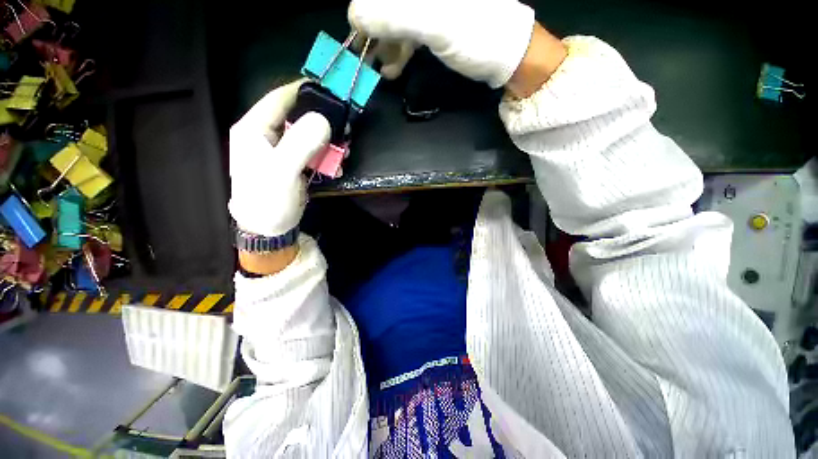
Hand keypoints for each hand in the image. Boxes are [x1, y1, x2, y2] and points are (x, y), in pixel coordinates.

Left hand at [228, 80, 330, 238]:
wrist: (269, 229)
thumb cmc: (268, 200)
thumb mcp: (282, 171)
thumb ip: (300, 144)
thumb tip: (323, 119)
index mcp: (255, 129)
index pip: (279, 98)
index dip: (303, 90)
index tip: (329, 90)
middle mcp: (268, 135)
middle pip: (298, 117)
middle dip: (323, 122)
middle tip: (344, 130)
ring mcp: (282, 151)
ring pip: (309, 135)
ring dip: (329, 143)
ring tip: (344, 152)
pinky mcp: (294, 164)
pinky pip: (314, 152)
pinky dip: (328, 157)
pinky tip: (338, 167)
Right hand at [348, 0, 535, 87]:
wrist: (507, 56)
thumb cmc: (478, 36)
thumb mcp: (436, 24)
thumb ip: (394, 16)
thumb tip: (355, 16)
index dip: (365, 12)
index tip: (359, 39)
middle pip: (385, 7)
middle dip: (374, 32)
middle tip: (365, 58)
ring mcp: (429, 7)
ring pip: (395, 21)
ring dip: (385, 46)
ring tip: (382, 70)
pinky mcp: (433, 23)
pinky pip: (407, 33)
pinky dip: (398, 51)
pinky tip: (393, 68)